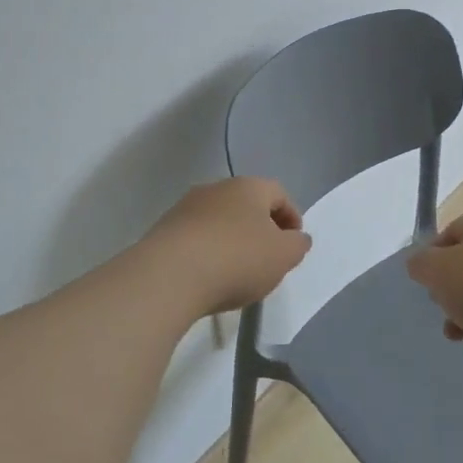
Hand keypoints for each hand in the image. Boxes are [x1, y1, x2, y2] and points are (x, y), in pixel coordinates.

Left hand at [141, 177, 311, 318]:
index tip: (294, 245)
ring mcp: (186, 207)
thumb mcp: (283, 256)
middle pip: (247, 204)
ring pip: (220, 220)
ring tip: (237, 272)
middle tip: (268, 258)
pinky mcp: (164, 229)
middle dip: (261, 229)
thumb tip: (297, 237)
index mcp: (248, 186)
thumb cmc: (236, 259)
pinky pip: (196, 237)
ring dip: (232, 240)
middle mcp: (216, 188)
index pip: (279, 193)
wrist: (169, 275)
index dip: (292, 217)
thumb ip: (298, 245)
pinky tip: (209, 276)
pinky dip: (208, 252)